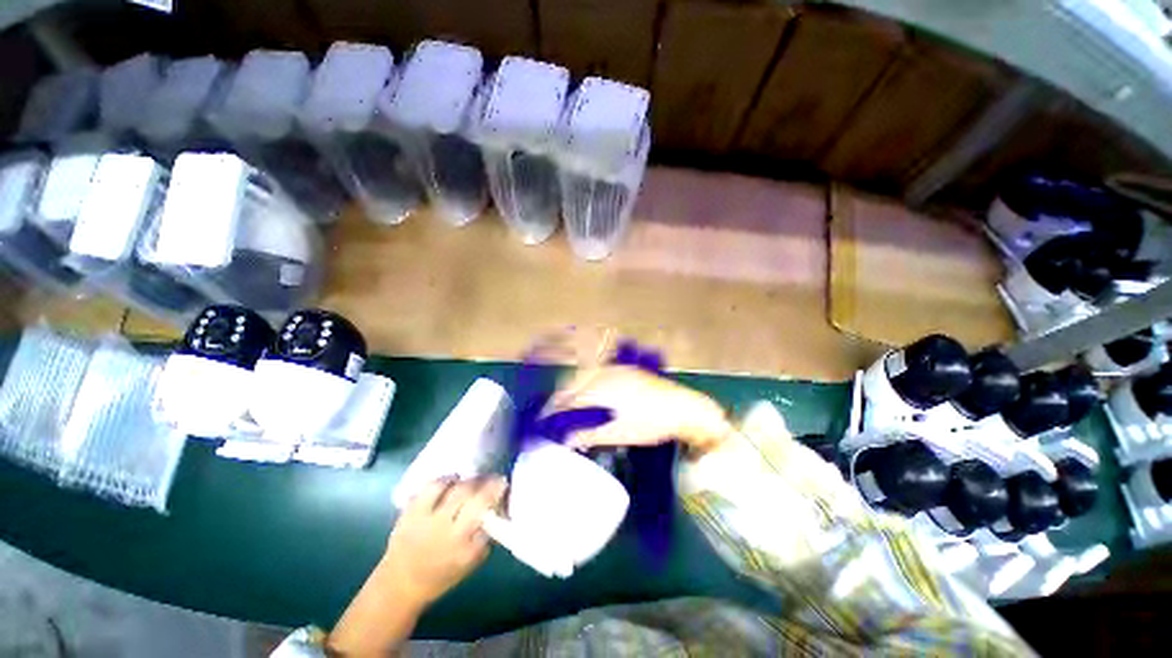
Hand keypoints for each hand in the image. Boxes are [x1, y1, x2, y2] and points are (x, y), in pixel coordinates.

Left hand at [382, 477, 506, 606]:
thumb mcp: (470, 563)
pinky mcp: (411, 511)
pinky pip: (432, 486)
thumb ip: (485, 537)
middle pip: (474, 497)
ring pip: (455, 489)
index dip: (498, 496)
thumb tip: (497, 508)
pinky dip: (446, 479)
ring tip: (474, 480)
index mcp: (465, 549)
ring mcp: (428, 520)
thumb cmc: (442, 574)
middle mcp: (448, 533)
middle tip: (494, 478)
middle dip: (488, 483)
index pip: (488, 515)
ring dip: (470, 480)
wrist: (400, 584)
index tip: (505, 485)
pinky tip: (453, 480)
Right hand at [546, 365, 731, 455]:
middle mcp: (603, 371)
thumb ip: (586, 433)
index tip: (542, 425)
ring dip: (569, 394)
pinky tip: (585, 400)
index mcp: (600, 385)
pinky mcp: (622, 370)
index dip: (551, 412)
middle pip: (570, 385)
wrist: (682, 409)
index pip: (566, 397)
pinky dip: (584, 388)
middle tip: (551, 420)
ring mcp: (613, 368)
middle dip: (557, 401)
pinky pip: (594, 376)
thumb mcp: (617, 432)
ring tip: (565, 412)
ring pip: (581, 379)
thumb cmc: (650, 423)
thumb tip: (562, 440)